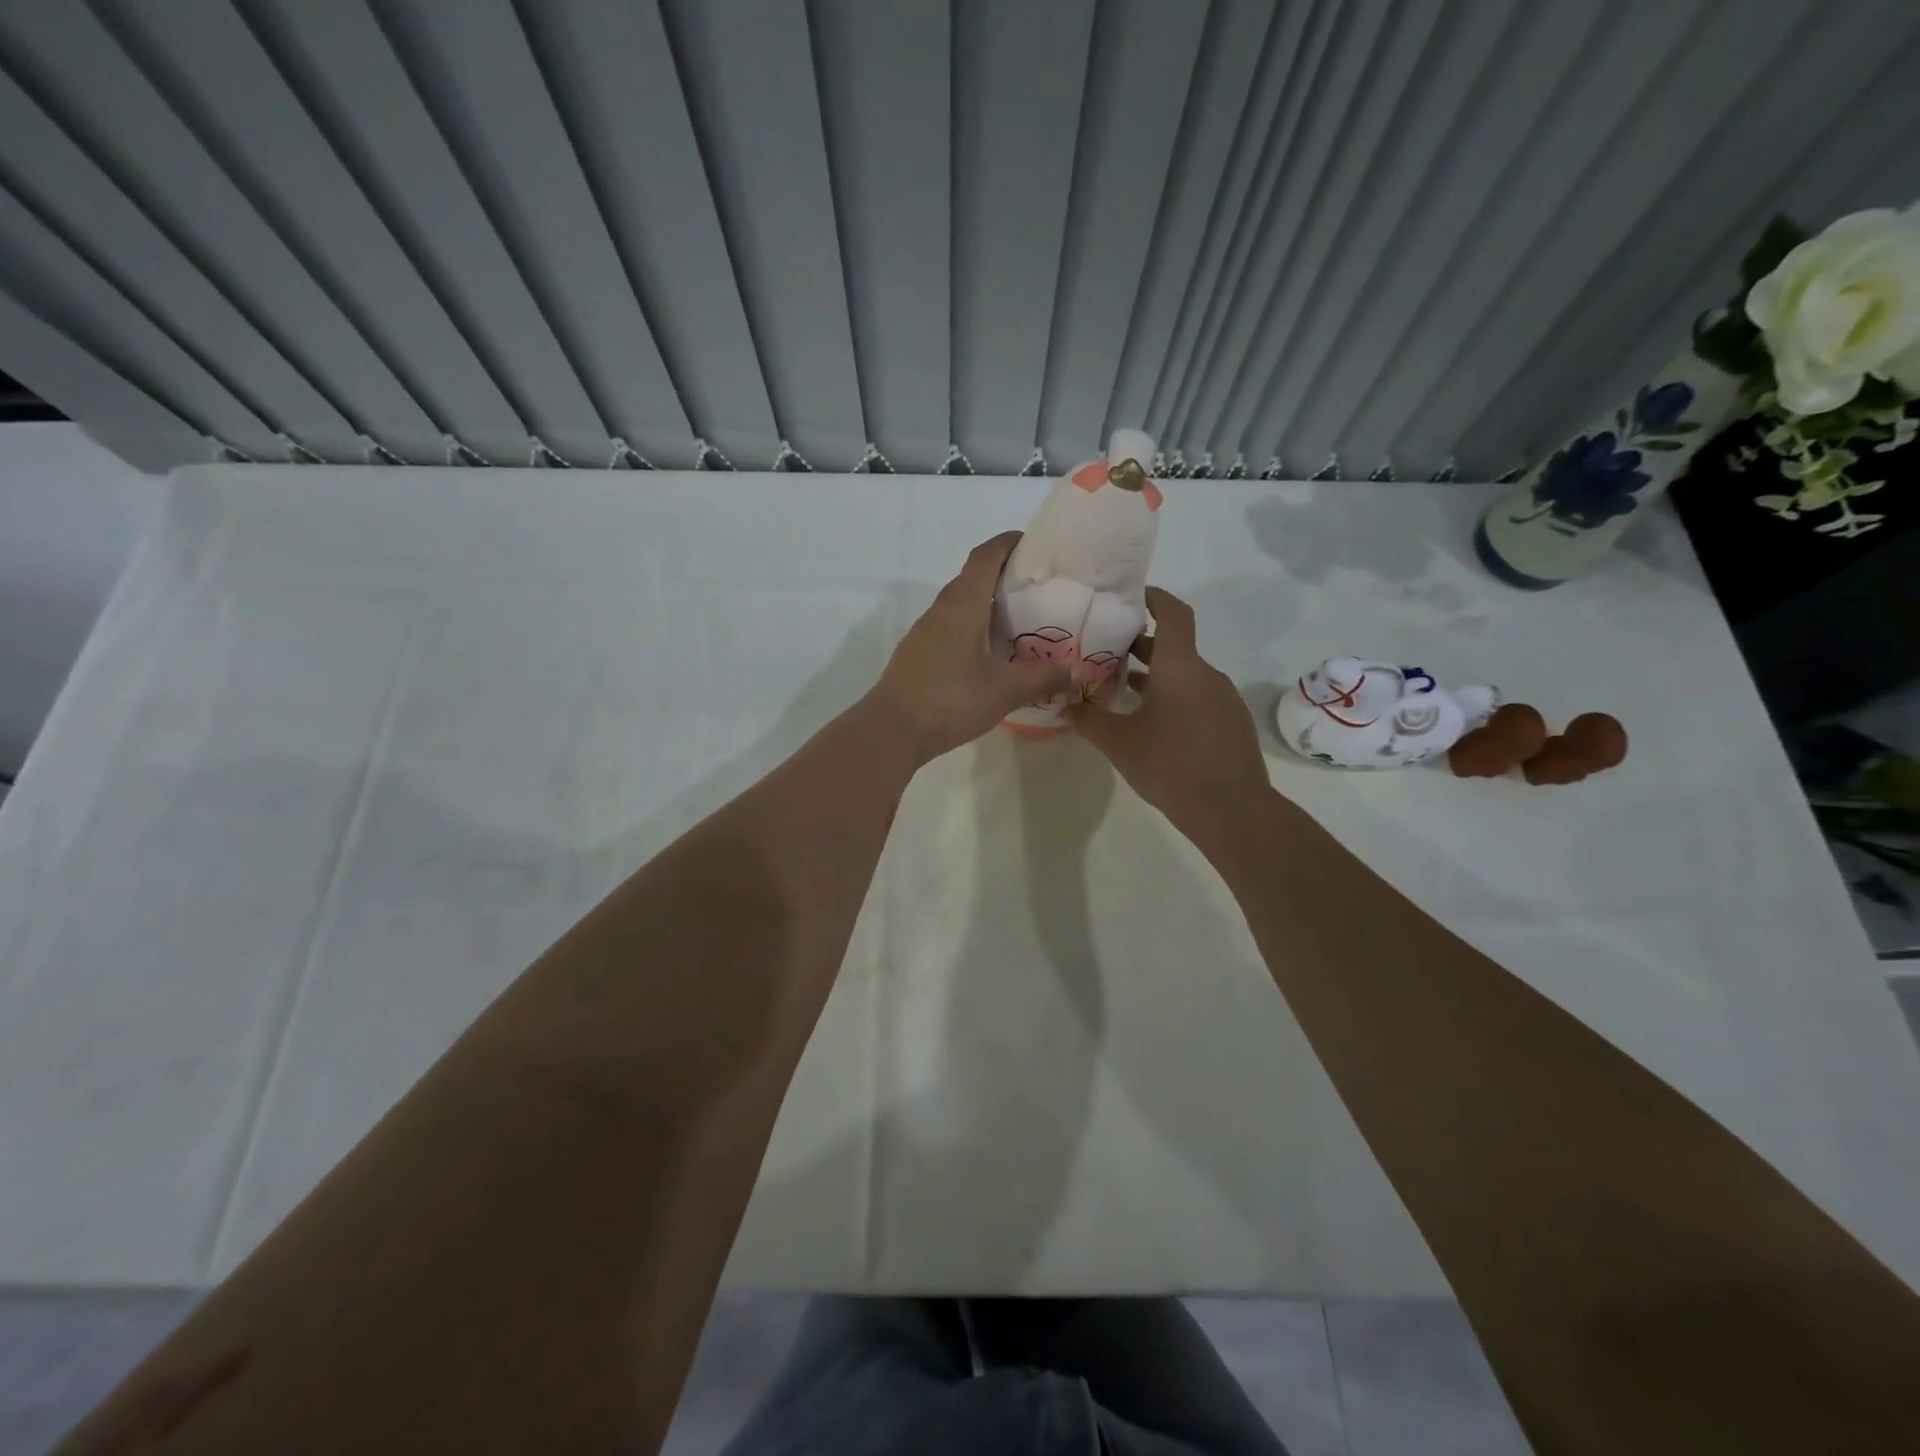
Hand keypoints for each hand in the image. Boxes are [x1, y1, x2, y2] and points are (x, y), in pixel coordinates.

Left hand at [866, 532, 1080, 763]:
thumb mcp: (1004, 690)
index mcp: (962, 604)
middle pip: (973, 578)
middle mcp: (941, 610)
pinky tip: (990, 655)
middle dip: (1004, 576)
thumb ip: (1042, 677)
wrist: (892, 730)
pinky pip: (950, 628)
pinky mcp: (918, 654)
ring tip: (1019, 623)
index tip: (1035, 544)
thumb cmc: (950, 700)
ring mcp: (925, 632)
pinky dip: (973, 629)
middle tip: (1038, 590)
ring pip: (961, 606)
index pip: (985, 556)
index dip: (1008, 543)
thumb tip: (1076, 672)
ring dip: (987, 606)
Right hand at [1065, 587, 1269, 826]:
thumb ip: (1088, 719)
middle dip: (1141, 646)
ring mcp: (1224, 698)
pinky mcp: (1232, 722)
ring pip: (1186, 675)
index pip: (1173, 613)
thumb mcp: (1119, 743)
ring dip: (1157, 676)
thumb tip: (1062, 704)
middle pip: (1174, 647)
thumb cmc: (1170, 765)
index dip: (1154, 598)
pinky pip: (1200, 697)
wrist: (1232, 810)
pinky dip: (1176, 697)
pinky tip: (1155, 724)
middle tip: (1107, 652)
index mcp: (1180, 666)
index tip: (1131, 597)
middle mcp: (1206, 674)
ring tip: (1123, 690)